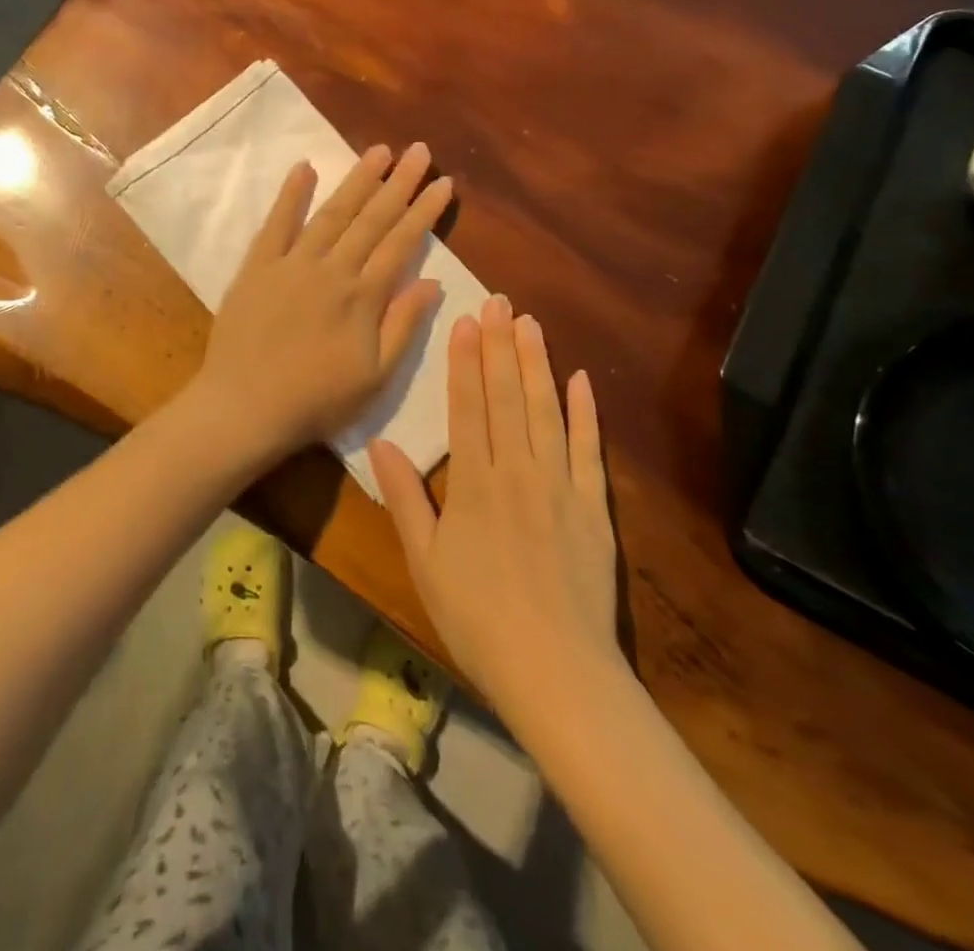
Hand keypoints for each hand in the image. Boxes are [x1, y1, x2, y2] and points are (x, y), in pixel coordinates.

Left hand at [187, 142, 452, 465]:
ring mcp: (292, 264)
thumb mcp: (375, 376)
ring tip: (379, 151)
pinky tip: (304, 168)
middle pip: (372, 219)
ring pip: (331, 213)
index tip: (443, 183)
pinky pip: (276, 224)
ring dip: (357, 180)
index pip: (401, 243)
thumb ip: (403, 325)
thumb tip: (433, 282)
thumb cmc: (317, 400)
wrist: (245, 407)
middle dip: (399, 183)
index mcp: (363, 297)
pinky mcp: (257, 267)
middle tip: (419, 151)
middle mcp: (332, 270)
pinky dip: (290, 195)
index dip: (424, 212)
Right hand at [372, 297, 621, 721]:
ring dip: (537, 364)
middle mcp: (517, 471)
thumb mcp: (424, 561)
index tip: (465, 321)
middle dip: (500, 346)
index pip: (468, 407)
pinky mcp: (593, 505)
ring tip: (530, 323)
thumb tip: (380, 442)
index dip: (465, 361)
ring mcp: (560, 485)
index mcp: (474, 483)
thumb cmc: (476, 618)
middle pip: (507, 396)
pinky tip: (581, 378)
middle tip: (498, 301)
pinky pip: (589, 449)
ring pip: (546, 411)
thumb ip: (404, 497)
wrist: (556, 671)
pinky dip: (586, 412)